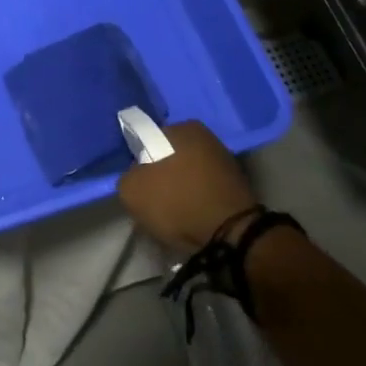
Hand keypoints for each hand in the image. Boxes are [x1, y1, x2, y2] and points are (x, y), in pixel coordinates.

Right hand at [116, 121, 259, 255]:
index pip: (150, 140)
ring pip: (189, 176)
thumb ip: (127, 176)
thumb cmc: (179, 202)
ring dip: (180, 193)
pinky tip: (192, 222)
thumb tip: (137, 177)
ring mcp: (226, 163)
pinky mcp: (238, 189)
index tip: (140, 186)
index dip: (140, 163)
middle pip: (171, 158)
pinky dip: (197, 205)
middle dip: (162, 178)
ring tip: (173, 219)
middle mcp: (208, 138)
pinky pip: (205, 193)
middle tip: (154, 204)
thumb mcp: (133, 190)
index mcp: (184, 128)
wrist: (232, 237)